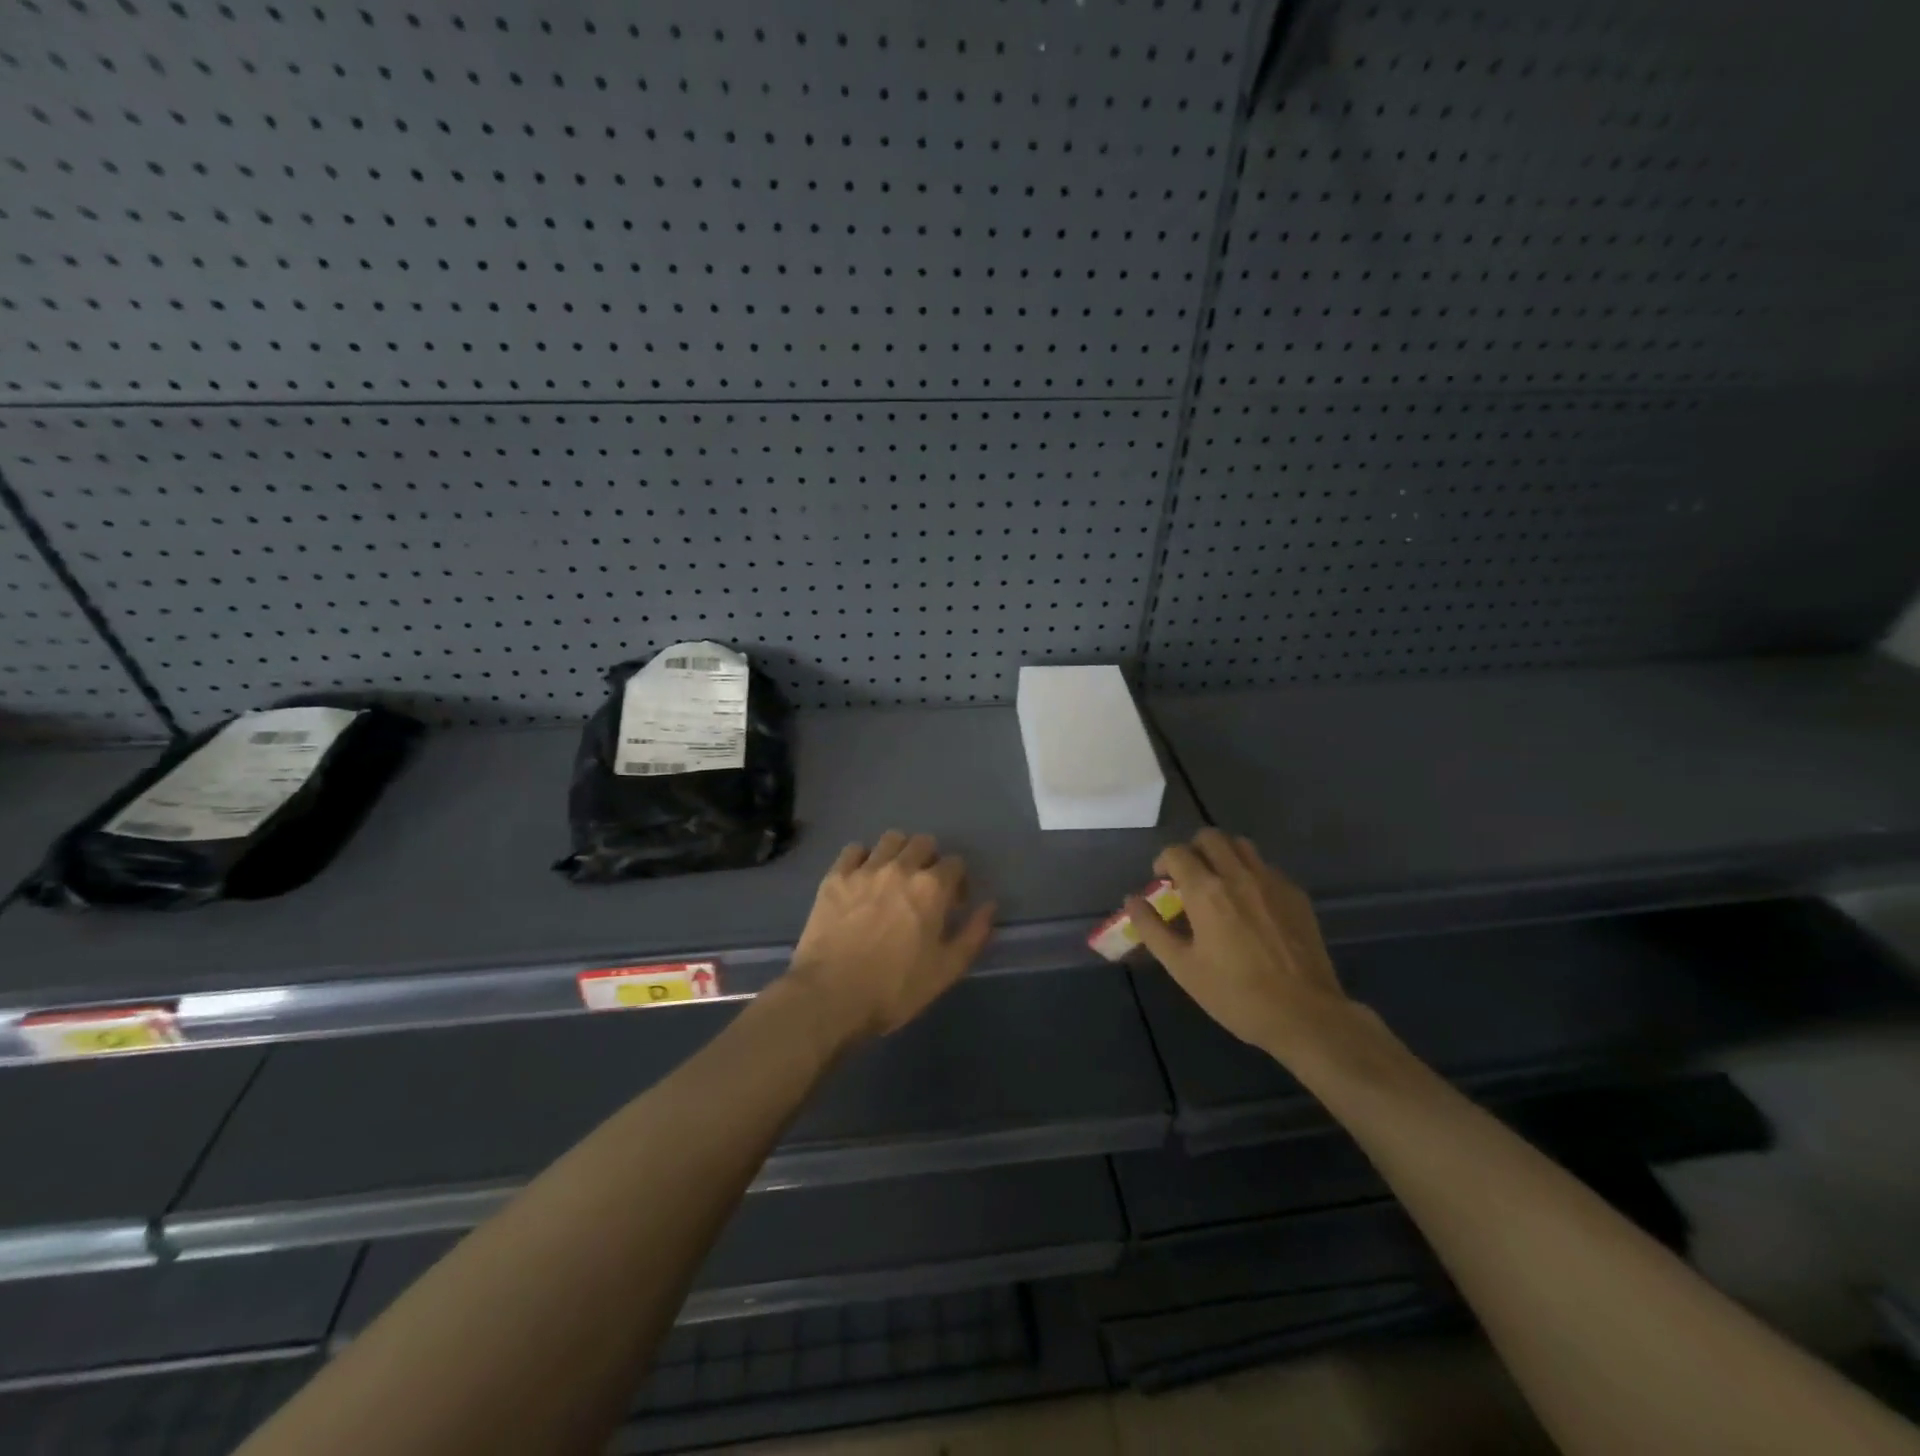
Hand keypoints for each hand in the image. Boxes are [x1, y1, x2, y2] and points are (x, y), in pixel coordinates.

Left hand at [784, 831, 995, 1040]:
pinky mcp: (835, 877)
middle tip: (924, 888)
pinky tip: (862, 879)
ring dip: (899, 852)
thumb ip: (973, 935)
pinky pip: (854, 850)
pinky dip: (863, 858)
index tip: (953, 904)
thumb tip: (989, 907)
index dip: (958, 882)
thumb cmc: (894, 989)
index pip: (955, 863)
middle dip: (930, 860)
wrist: (830, 997)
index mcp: (932, 888)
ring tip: (893, 877)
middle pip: (923, 842)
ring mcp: (864, 869)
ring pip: (890, 839)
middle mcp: (900, 868)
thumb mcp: (946, 971)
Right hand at [1127, 828, 1378, 1070]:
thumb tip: (1132, 900)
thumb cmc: (1235, 995)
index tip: (1162, 884)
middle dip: (1193, 850)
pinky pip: (1266, 867)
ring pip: (1241, 845)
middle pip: (1210, 837)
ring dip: (1223, 855)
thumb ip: (1152, 929)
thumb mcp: (1182, 967)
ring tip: (1219, 885)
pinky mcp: (1296, 894)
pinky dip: (1250, 873)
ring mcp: (1271, 881)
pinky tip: (1251, 906)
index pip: (1177, 852)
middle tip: (1189, 879)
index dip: (1163, 862)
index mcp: (1206, 891)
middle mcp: (1238, 875)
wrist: (1305, 1015)